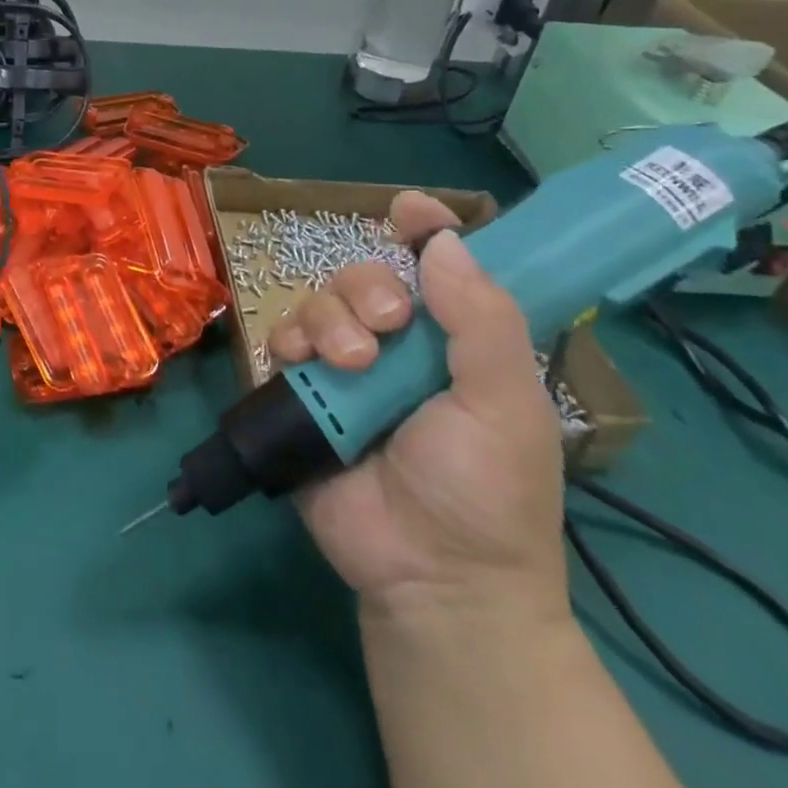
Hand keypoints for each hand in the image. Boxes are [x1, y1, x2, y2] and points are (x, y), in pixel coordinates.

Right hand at [266, 192, 566, 627]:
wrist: (431, 577)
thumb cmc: (487, 490)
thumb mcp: (505, 404)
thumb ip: (481, 320)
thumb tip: (445, 240)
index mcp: (456, 341)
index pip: (439, 266)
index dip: (426, 230)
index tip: (409, 210)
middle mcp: (399, 345)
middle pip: (366, 276)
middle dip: (369, 288)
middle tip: (386, 326)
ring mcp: (346, 368)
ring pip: (320, 302)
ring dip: (330, 320)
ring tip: (352, 365)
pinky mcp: (302, 394)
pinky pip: (282, 341)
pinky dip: (289, 341)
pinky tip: (304, 366)